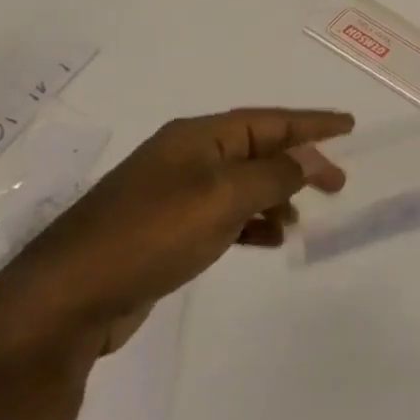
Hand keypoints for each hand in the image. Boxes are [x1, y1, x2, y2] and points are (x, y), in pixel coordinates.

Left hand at [0, 108, 351, 359]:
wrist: (69, 297)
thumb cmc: (151, 234)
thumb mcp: (223, 197)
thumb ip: (274, 175)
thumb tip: (307, 160)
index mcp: (199, 138)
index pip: (269, 121)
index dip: (312, 123)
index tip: (349, 125)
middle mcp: (188, 158)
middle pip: (259, 150)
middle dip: (300, 163)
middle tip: (338, 183)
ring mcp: (175, 194)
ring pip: (244, 184)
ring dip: (277, 196)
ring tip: (301, 218)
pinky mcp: (168, 230)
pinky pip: (226, 215)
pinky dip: (253, 223)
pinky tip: (268, 241)